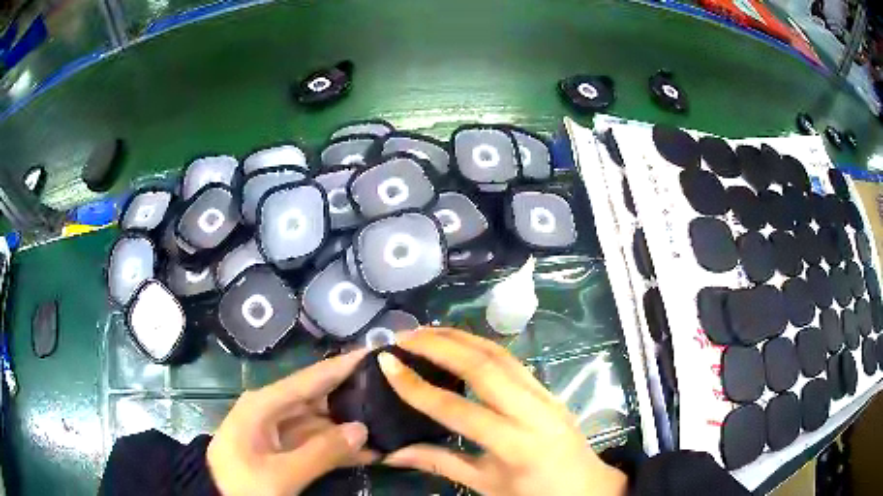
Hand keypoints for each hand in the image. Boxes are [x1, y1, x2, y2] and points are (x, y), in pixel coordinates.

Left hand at [207, 349, 377, 495]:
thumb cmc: (242, 484)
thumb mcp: (281, 475)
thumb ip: (321, 452)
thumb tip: (362, 428)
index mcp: (264, 404)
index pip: (311, 378)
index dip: (343, 365)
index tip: (376, 352)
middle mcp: (272, 409)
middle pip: (318, 397)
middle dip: (353, 397)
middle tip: (393, 393)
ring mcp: (278, 430)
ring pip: (321, 422)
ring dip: (350, 427)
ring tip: (389, 424)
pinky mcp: (282, 448)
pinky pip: (316, 441)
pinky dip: (339, 447)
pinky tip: (369, 451)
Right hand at [378, 328, 626, 495]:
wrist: (587, 488)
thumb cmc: (535, 495)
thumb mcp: (486, 485)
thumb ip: (440, 463)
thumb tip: (391, 452)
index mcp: (516, 445)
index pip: (458, 409)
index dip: (417, 387)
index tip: (387, 363)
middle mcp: (533, 411)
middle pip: (483, 366)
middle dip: (438, 346)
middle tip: (403, 336)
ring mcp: (546, 395)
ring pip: (500, 354)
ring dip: (460, 338)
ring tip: (425, 332)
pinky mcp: (549, 389)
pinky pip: (512, 361)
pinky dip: (481, 346)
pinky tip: (460, 344)